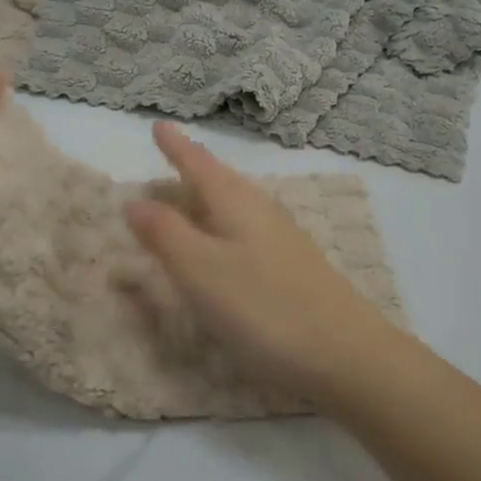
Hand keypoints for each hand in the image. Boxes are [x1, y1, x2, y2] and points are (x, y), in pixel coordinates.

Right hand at [124, 122, 408, 402]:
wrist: (346, 356)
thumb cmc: (264, 308)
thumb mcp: (201, 271)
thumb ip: (165, 234)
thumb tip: (134, 200)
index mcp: (237, 203)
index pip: (199, 164)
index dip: (175, 145)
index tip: (157, 124)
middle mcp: (262, 212)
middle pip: (220, 181)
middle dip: (190, 171)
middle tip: (163, 166)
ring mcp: (283, 240)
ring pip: (235, 207)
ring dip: (207, 200)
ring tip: (187, 201)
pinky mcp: (294, 269)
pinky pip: (247, 232)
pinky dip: (223, 229)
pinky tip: (224, 247)